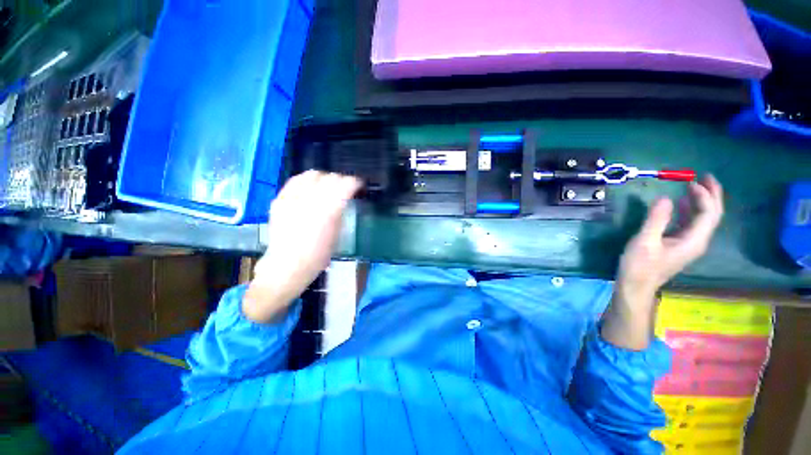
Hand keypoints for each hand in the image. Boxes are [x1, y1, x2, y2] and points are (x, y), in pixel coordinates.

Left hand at [244, 171, 361, 323]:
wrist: (287, 265)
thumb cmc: (318, 255)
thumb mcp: (337, 233)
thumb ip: (340, 211)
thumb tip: (344, 198)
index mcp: (329, 210)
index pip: (346, 184)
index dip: (355, 183)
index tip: (359, 186)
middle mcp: (311, 199)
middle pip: (331, 177)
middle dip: (341, 180)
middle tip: (345, 189)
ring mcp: (292, 198)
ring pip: (312, 174)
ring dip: (324, 178)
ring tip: (327, 186)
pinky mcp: (280, 199)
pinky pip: (295, 180)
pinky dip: (307, 180)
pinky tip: (310, 188)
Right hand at [603, 175, 723, 349]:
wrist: (636, 285)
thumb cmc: (640, 265)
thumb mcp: (645, 241)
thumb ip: (656, 219)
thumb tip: (665, 198)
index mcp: (694, 240)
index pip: (708, 213)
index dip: (703, 196)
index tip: (690, 181)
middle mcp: (697, 241)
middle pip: (712, 215)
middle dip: (711, 195)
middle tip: (705, 176)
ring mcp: (689, 244)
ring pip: (702, 219)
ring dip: (700, 201)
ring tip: (693, 186)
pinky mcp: (679, 245)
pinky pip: (690, 224)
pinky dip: (688, 211)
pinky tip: (680, 204)